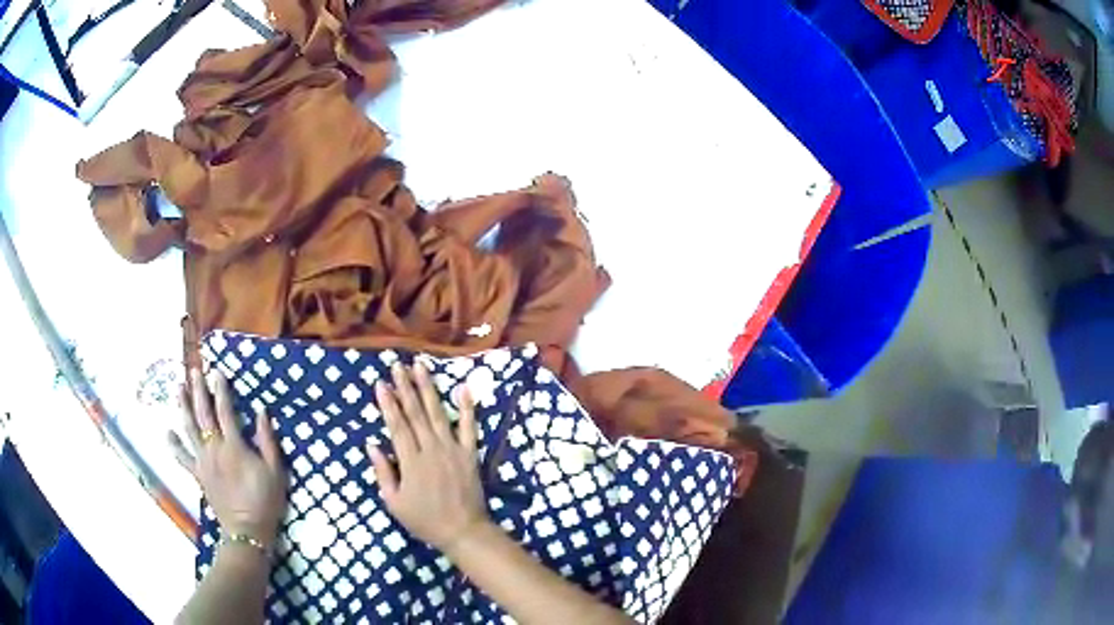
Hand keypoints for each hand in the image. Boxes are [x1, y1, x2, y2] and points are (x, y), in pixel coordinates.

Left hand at [170, 369, 286, 545]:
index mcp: (234, 447)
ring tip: (178, 388)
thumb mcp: (276, 472)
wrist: (247, 531)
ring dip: (183, 407)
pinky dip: (174, 445)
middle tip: (194, 371)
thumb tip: (261, 412)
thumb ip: (268, 441)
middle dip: (198, 391)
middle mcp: (214, 449)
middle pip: (203, 414)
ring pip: (189, 429)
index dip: (221, 390)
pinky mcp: (198, 474)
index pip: (225, 411)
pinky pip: (182, 457)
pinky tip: (167, 433)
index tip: (217, 372)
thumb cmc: (265, 501)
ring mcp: (203, 462)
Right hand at [367, 362, 488, 552]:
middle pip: (415, 413)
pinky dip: (467, 407)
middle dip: (405, 387)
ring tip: (421, 367)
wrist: (463, 531)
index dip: (388, 403)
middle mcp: (431, 449)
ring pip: (438, 413)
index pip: (397, 425)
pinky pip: (468, 427)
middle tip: (397, 365)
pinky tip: (463, 388)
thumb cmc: (425, 520)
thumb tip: (372, 445)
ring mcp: (453, 449)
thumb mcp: (394, 502)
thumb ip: (384, 472)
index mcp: (411, 461)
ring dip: (428, 388)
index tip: (380, 382)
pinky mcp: (470, 453)